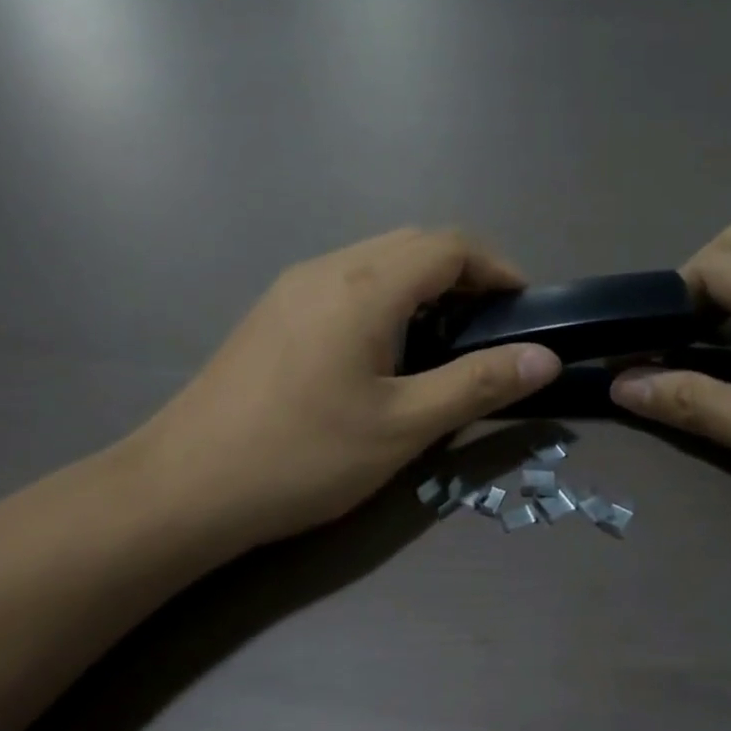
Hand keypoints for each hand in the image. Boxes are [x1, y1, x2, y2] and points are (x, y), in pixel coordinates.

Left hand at [125, 229, 559, 549]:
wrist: (185, 487)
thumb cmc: (303, 456)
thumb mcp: (403, 427)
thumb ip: (477, 385)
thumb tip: (545, 358)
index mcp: (364, 285)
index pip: (449, 245)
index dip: (497, 267)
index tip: (525, 307)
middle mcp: (327, 268)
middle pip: (413, 243)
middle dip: (463, 273)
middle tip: (491, 327)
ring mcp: (292, 288)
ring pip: (376, 260)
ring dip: (422, 284)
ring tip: (445, 340)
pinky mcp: (273, 313)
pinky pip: (346, 282)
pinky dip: (386, 297)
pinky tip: (384, 350)